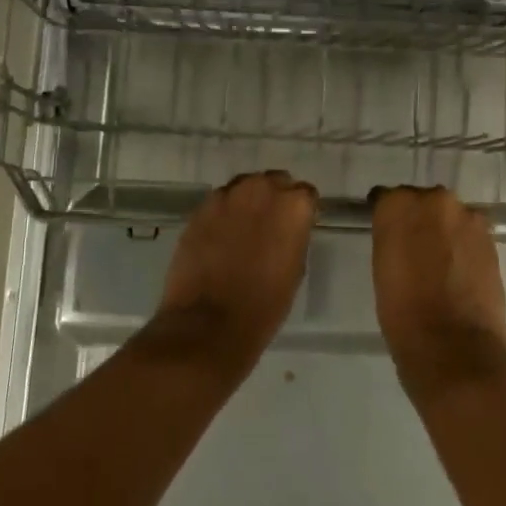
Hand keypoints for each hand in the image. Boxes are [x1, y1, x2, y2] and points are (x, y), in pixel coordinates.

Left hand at [154, 171, 317, 368]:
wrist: (209, 323)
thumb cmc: (264, 305)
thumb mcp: (295, 269)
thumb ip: (294, 236)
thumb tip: (286, 229)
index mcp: (293, 206)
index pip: (305, 194)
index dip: (302, 211)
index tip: (297, 227)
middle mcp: (261, 190)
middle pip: (274, 182)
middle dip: (274, 199)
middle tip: (271, 225)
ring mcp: (226, 197)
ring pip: (244, 187)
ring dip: (248, 201)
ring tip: (244, 228)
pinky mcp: (199, 210)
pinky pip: (219, 202)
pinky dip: (223, 213)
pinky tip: (221, 237)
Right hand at [369, 186, 505, 397]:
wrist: (452, 344)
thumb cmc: (402, 312)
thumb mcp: (382, 269)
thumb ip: (392, 239)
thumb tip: (401, 235)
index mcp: (397, 205)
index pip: (387, 198)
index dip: (387, 217)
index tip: (386, 233)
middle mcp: (434, 200)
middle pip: (423, 202)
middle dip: (419, 219)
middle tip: (414, 248)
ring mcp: (467, 217)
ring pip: (450, 217)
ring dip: (444, 231)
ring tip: (439, 261)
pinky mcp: (491, 238)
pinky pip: (470, 234)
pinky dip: (463, 246)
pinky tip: (458, 270)